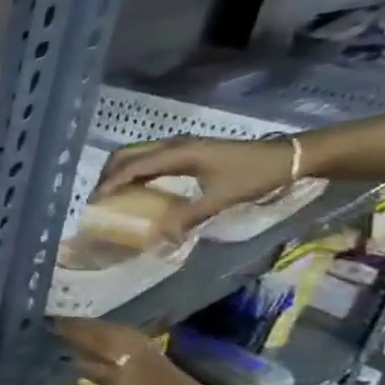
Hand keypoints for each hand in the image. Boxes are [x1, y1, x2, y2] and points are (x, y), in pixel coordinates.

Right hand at [94, 136, 295, 240]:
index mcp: (178, 153)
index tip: (94, 202)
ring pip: (135, 154)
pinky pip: (148, 158)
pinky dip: (134, 171)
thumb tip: (160, 240)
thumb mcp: (221, 198)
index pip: (132, 166)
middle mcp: (173, 145)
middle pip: (126, 154)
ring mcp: (179, 145)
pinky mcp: (185, 150)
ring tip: (112, 194)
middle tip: (98, 199)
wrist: (290, 156)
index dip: (110, 183)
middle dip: (107, 175)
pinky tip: (135, 187)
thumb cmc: (256, 175)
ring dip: (119, 172)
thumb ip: (187, 217)